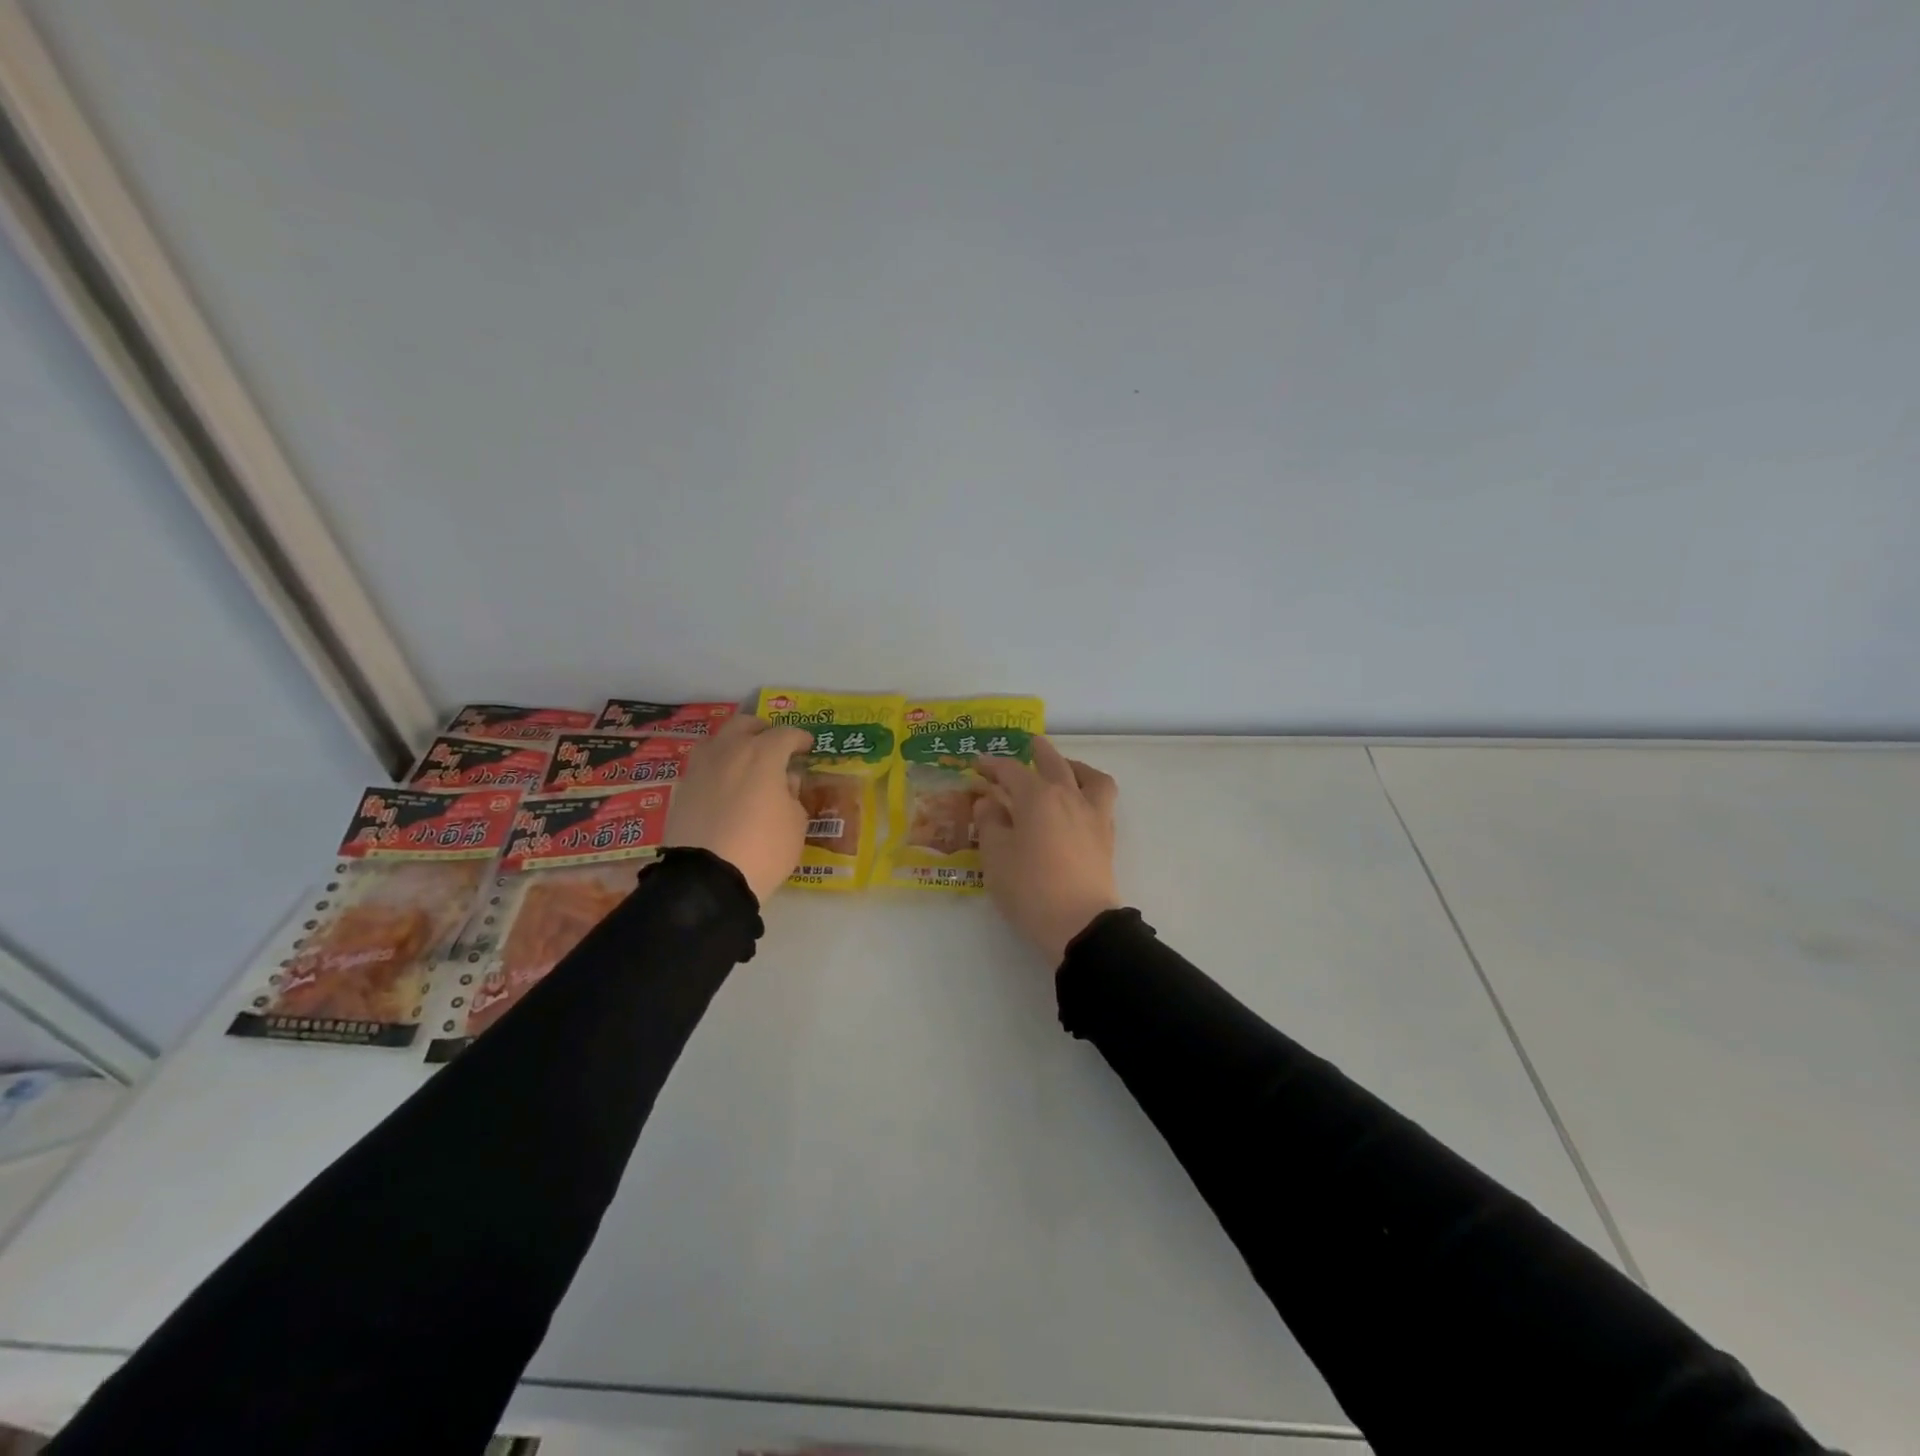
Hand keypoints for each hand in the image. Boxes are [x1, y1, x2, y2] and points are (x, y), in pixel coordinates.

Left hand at [664, 715, 811, 904]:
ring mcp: (700, 768)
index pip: (785, 734)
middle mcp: (728, 751)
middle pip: (745, 725)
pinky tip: (724, 785)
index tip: (807, 746)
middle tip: (774, 744)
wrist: (706, 880)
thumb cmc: (763, 849)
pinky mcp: (681, 789)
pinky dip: (717, 768)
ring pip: (717, 740)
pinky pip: (703, 766)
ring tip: (745, 761)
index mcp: (762, 754)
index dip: (799, 738)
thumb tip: (785, 781)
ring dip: (734, 744)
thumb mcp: (796, 825)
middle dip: (762, 730)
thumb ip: (793, 795)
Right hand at [972, 737, 1120, 966]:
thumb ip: (991, 824)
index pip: (1012, 771)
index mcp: (1038, 797)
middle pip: (1054, 763)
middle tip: (1028, 744)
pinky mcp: (1106, 836)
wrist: (1080, 924)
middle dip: (1038, 752)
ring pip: (1089, 776)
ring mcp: (1093, 815)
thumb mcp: (996, 857)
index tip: (979, 764)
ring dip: (1075, 766)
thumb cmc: (1030, 888)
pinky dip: (1090, 791)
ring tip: (1065, 768)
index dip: (993, 765)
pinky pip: (1102, 800)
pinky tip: (1078, 804)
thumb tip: (990, 803)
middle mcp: (1069, 797)